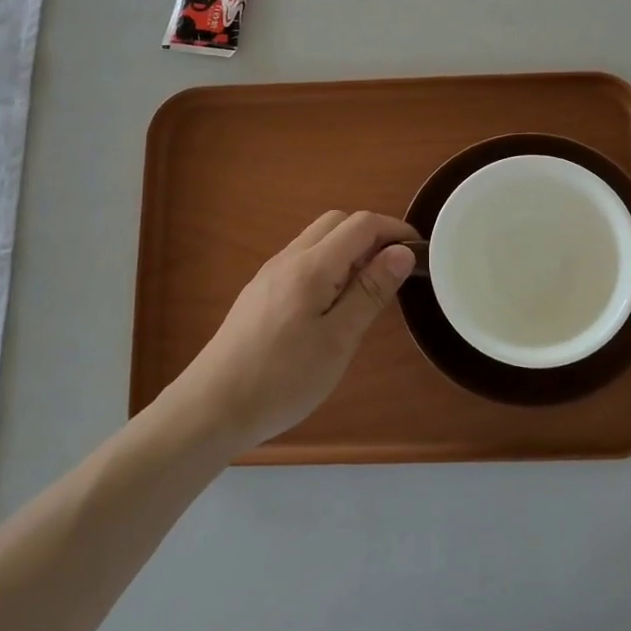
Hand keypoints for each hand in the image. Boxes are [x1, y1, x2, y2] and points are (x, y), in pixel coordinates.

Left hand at [173, 210, 418, 448]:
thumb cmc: (282, 378)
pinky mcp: (261, 291)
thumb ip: (370, 291)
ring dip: (349, 249)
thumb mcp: (338, 340)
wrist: (211, 407)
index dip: (394, 229)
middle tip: (393, 271)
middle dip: (371, 235)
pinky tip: (332, 304)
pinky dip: (329, 264)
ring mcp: (270, 273)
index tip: (419, 252)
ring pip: (318, 239)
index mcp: (311, 266)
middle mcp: (289, 258)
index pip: (361, 224)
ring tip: (367, 290)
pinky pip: (303, 259)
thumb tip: (402, 251)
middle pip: (337, 222)